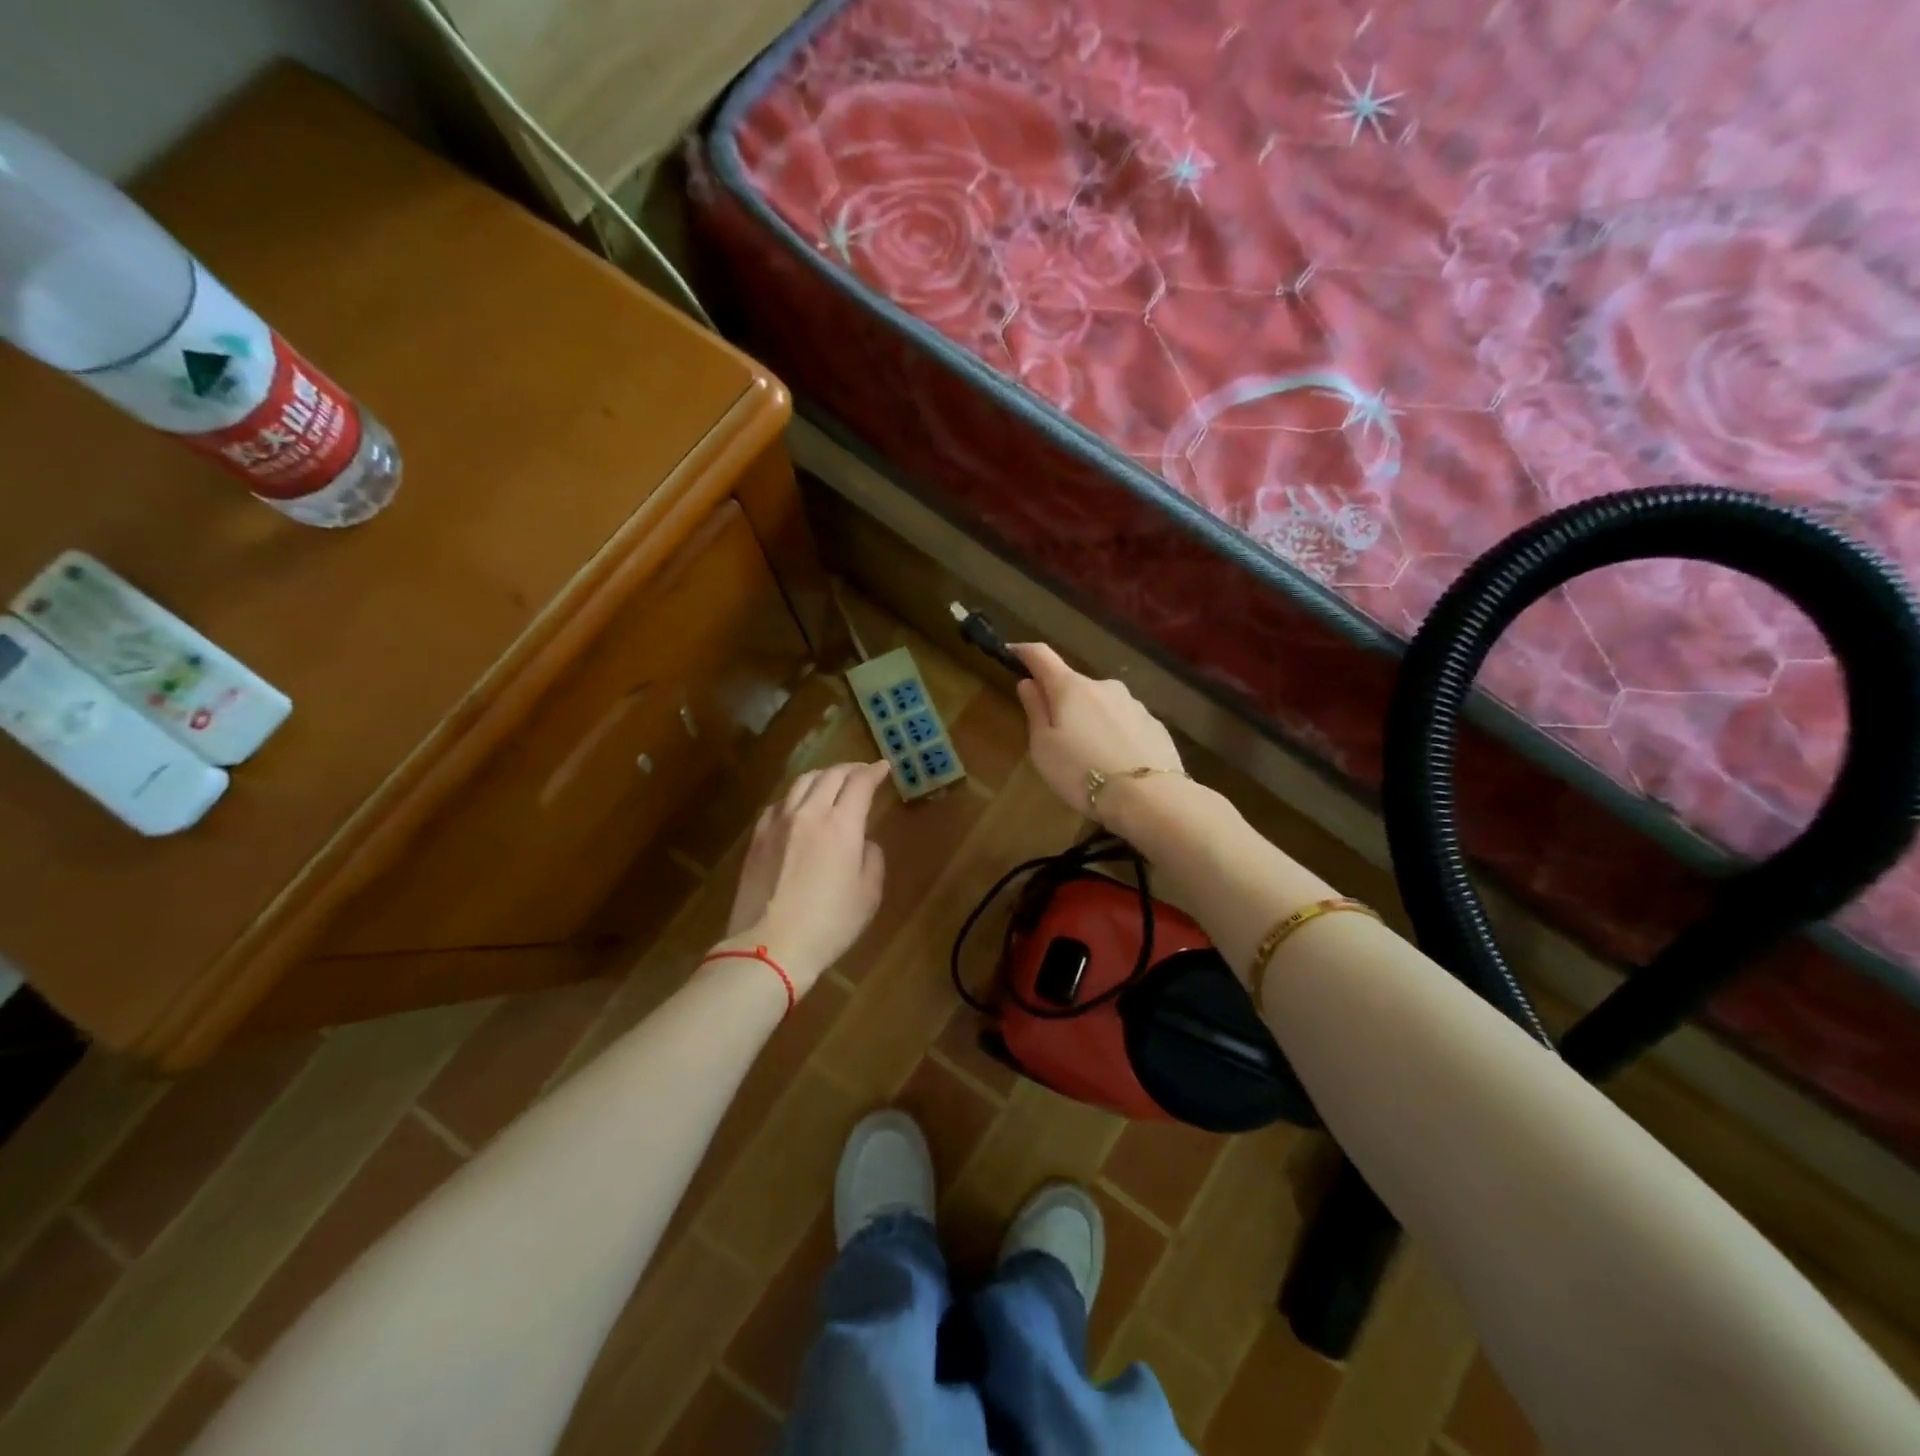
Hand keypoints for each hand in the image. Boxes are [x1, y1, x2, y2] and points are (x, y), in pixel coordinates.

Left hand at [721, 760, 890, 991]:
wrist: (769, 947)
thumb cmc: (829, 925)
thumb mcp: (868, 895)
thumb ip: (872, 859)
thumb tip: (863, 842)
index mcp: (841, 825)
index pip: (860, 783)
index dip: (874, 772)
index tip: (884, 768)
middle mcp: (809, 813)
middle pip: (830, 775)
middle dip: (850, 769)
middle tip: (862, 772)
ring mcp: (778, 823)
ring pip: (801, 783)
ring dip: (822, 776)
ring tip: (831, 781)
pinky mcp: (757, 837)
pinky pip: (779, 803)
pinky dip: (796, 796)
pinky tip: (799, 805)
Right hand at [1012, 643, 1183, 820]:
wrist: (1149, 798)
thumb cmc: (1081, 772)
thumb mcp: (1044, 747)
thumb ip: (1036, 710)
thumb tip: (1028, 682)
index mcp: (1071, 688)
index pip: (1042, 656)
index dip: (1024, 652)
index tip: (1011, 652)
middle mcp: (1104, 686)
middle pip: (1074, 685)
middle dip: (1062, 701)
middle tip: (1055, 736)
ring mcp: (1134, 704)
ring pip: (1102, 705)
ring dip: (1091, 720)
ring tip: (1089, 756)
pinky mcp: (1155, 725)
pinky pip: (1125, 723)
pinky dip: (1115, 734)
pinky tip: (1116, 762)